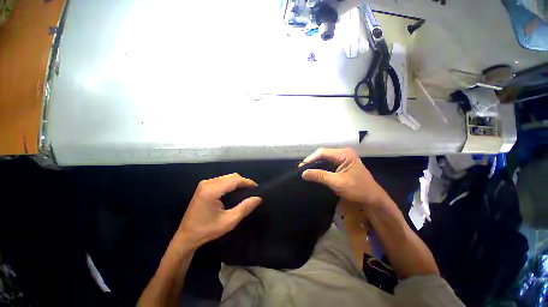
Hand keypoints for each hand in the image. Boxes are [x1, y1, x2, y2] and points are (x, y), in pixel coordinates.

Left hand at [175, 173, 261, 249]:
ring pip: (227, 177)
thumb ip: (245, 208)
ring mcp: (204, 183)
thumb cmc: (207, 230)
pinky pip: (222, 179)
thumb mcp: (229, 221)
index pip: (234, 180)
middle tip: (251, 190)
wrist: (186, 236)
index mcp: (212, 191)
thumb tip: (258, 198)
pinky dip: (231, 183)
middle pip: (231, 176)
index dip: (247, 182)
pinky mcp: (204, 186)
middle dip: (243, 181)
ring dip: (237, 182)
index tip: (256, 187)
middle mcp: (207, 183)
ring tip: (245, 190)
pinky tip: (235, 190)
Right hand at [300, 147, 387, 208]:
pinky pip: (328, 163)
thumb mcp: (338, 183)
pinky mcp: (342, 164)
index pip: (322, 153)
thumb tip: (303, 173)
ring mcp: (343, 158)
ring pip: (324, 158)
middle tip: (302, 169)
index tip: (301, 167)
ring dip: (315, 164)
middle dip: (312, 161)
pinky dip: (320, 167)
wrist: (373, 198)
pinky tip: (315, 172)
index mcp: (344, 154)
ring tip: (306, 171)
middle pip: (323, 154)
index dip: (310, 159)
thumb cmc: (358, 189)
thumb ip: (320, 176)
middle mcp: (343, 153)